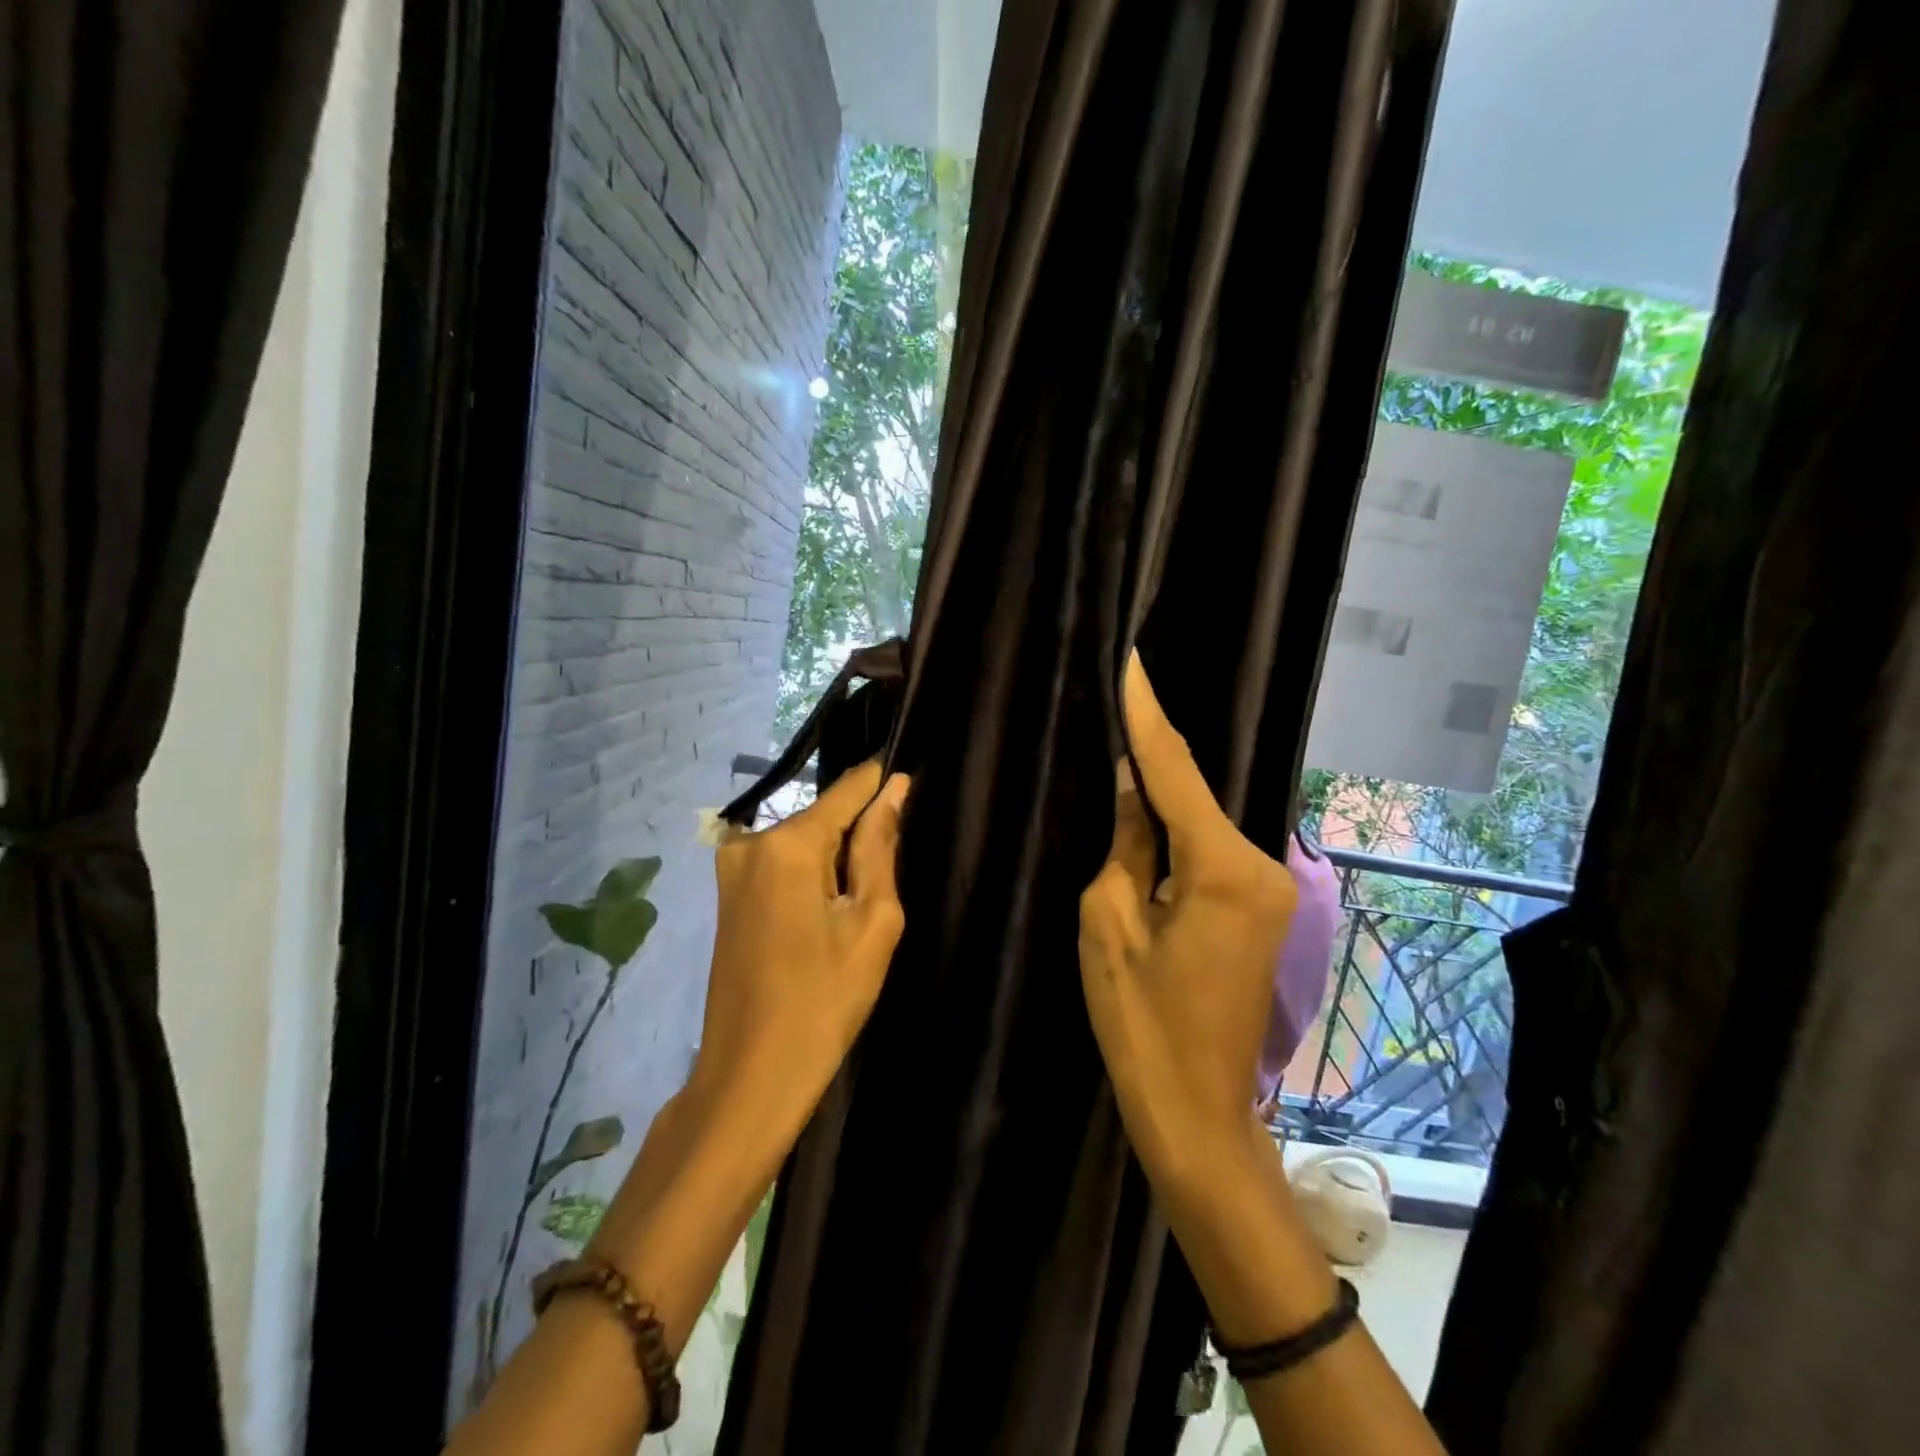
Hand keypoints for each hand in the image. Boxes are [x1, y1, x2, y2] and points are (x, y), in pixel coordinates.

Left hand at [688, 758, 910, 1138]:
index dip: (883, 785)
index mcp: (787, 843)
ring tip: (854, 915)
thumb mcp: (872, 922)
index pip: (848, 789)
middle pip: (824, 818)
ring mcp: (731, 868)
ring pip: (804, 843)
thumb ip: (880, 847)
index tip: (913, 786)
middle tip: (881, 892)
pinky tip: (825, 921)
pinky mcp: (728, 894)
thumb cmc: (825, 1000)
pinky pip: (783, 865)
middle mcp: (750, 842)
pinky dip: (811, 879)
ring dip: (836, 864)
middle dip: (860, 838)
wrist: (752, 1074)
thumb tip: (894, 789)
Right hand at [1079, 655, 1297, 1193]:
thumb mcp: (1109, 922)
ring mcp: (1272, 887)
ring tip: (1118, 750)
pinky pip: (1212, 850)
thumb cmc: (1141, 1024)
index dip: (1147, 714)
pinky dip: (1178, 832)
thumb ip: (1126, 842)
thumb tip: (1131, 786)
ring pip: (1203, 822)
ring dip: (1162, 796)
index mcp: (1224, 868)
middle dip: (1151, 755)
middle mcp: (1264, 865)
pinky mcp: (1264, 907)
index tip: (1131, 662)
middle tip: (1112, 706)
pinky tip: (1145, 814)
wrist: (1198, 1111)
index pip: (1175, 770)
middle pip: (1194, 794)